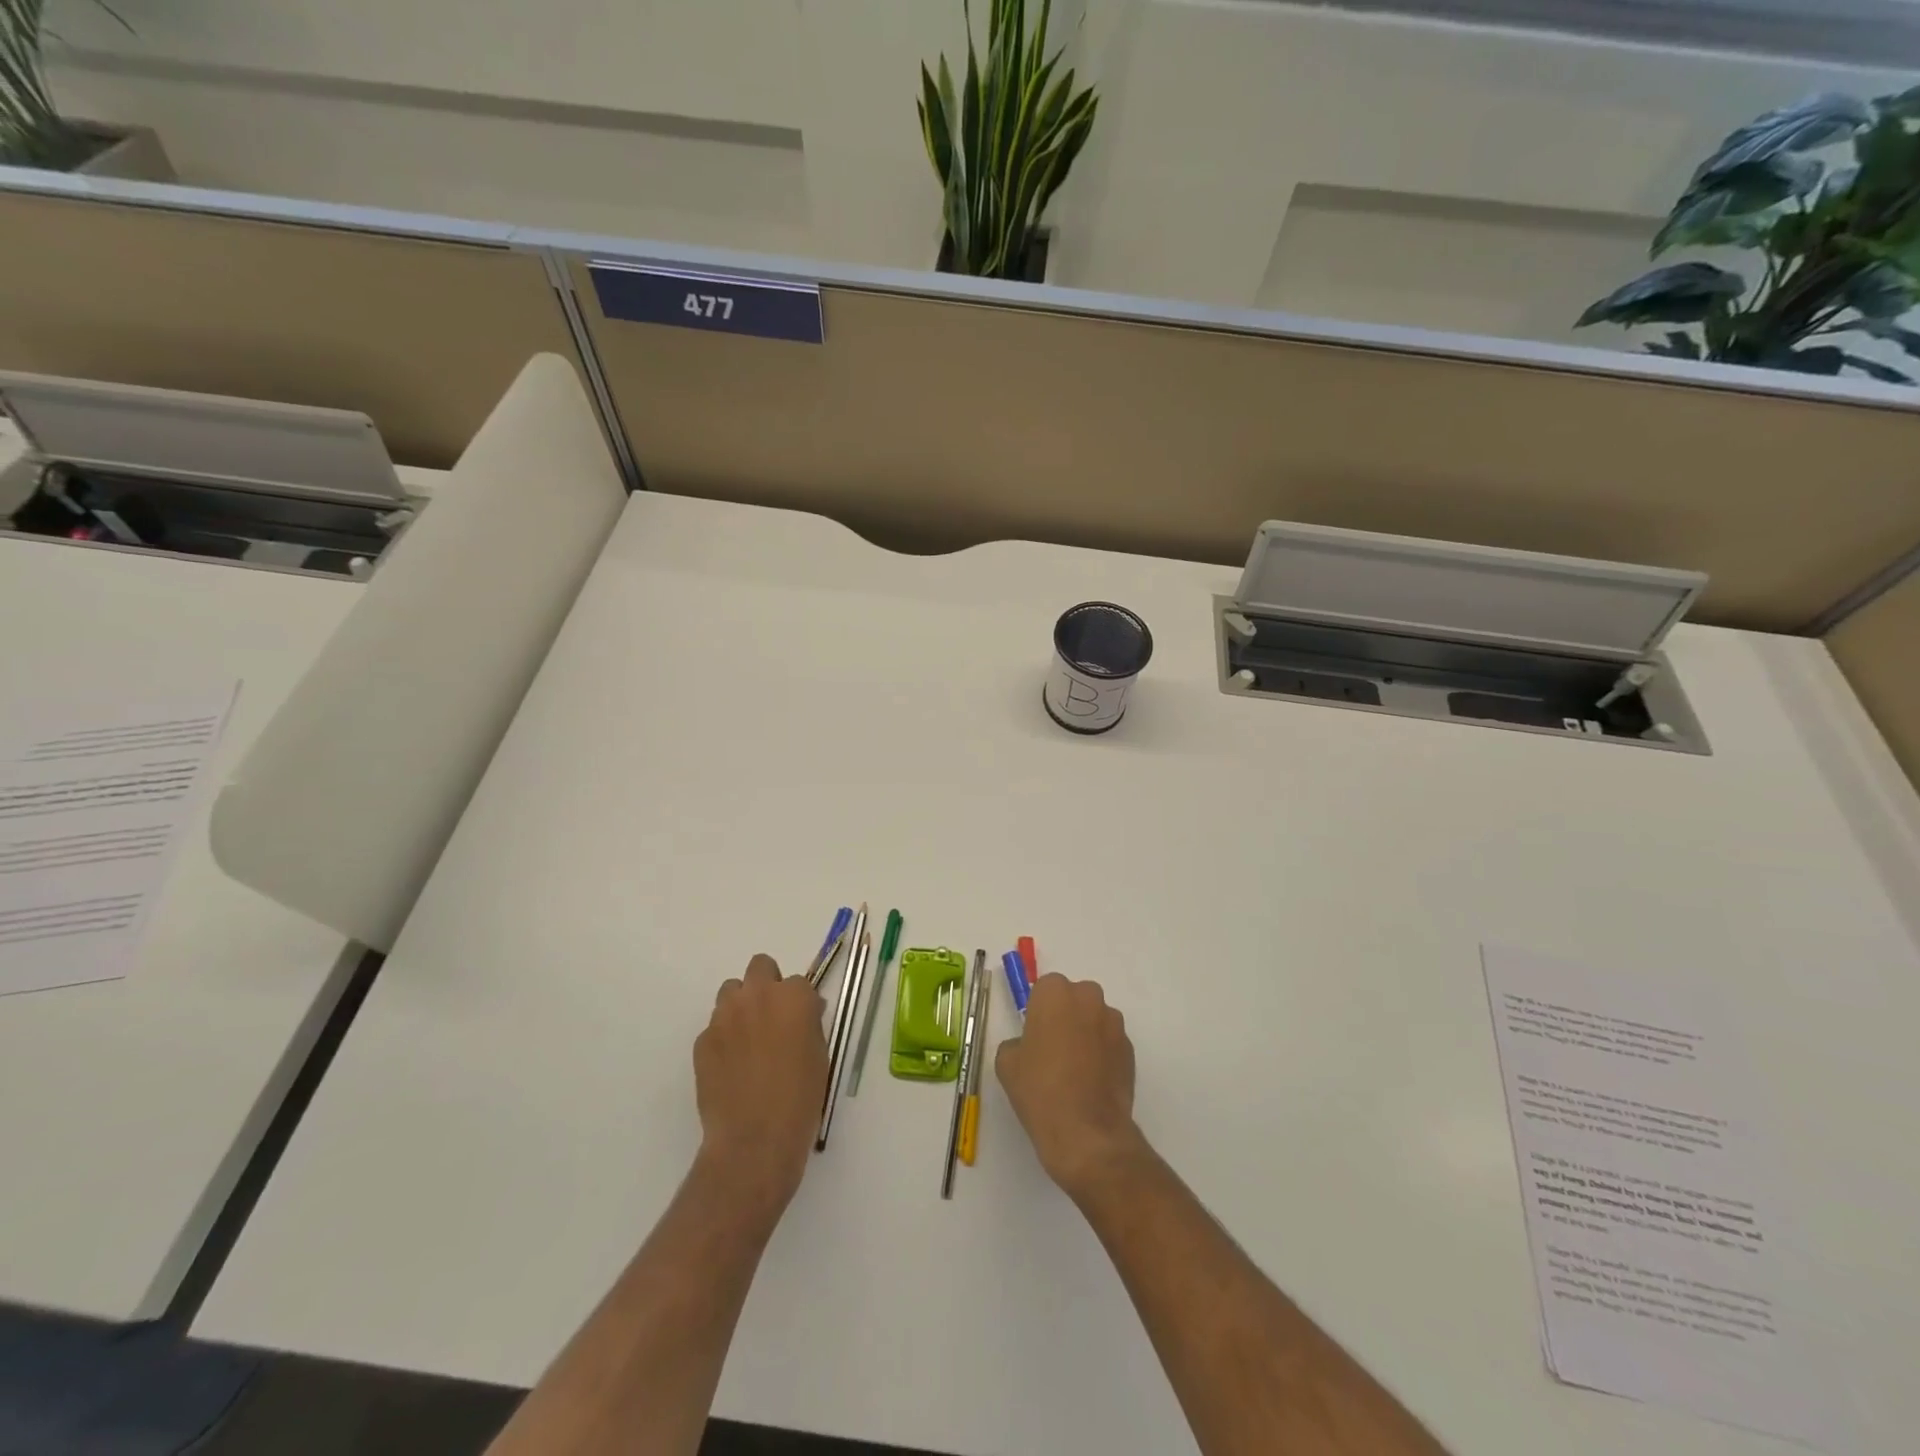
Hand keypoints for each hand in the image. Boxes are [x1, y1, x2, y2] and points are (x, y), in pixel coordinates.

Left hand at [692, 954, 827, 1221]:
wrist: (754, 1141)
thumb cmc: (800, 1099)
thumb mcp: (820, 1056)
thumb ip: (809, 1024)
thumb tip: (802, 1015)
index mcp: (793, 997)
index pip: (799, 982)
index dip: (801, 1003)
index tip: (803, 1023)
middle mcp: (757, 996)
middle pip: (760, 967)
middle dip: (767, 985)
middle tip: (773, 1018)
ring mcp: (725, 1016)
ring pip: (731, 991)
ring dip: (742, 1005)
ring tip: (748, 1039)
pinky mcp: (702, 1040)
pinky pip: (715, 1026)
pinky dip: (724, 1037)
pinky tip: (731, 1066)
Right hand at [996, 974, 1147, 1201]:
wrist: (1086, 1132)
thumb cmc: (1040, 1090)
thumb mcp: (1007, 1063)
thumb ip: (1016, 1042)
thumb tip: (1028, 1046)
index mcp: (1055, 994)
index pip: (1045, 988)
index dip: (1039, 1011)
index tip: (1034, 1035)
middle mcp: (1088, 999)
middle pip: (1074, 998)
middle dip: (1066, 1016)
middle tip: (1053, 1049)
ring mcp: (1114, 1024)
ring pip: (1095, 1019)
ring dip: (1086, 1034)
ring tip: (1074, 1070)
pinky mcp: (1130, 1050)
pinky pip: (1110, 1043)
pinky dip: (1102, 1054)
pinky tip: (1091, 1083)